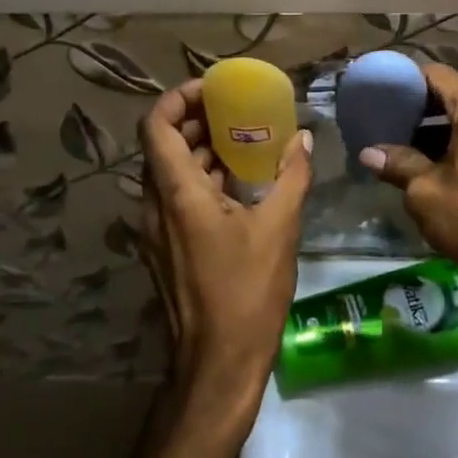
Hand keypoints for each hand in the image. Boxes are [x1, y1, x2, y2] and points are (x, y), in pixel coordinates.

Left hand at [138, 80, 313, 443]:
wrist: (217, 368)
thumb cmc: (246, 294)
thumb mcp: (279, 229)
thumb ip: (291, 177)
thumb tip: (302, 140)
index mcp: (176, 194)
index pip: (156, 125)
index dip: (179, 97)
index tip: (214, 89)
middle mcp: (155, 206)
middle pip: (163, 144)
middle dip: (197, 120)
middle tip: (236, 109)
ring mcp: (157, 230)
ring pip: (170, 171)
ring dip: (201, 149)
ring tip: (244, 138)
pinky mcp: (167, 248)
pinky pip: (177, 196)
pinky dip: (203, 177)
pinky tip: (240, 181)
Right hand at [360, 64, 457, 378]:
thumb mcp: (425, 192)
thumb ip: (397, 163)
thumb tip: (368, 153)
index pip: (436, 74)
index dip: (406, 80)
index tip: (382, 94)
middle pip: (456, 94)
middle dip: (422, 107)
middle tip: (390, 122)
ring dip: (442, 128)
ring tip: (411, 147)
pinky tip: (443, 167)